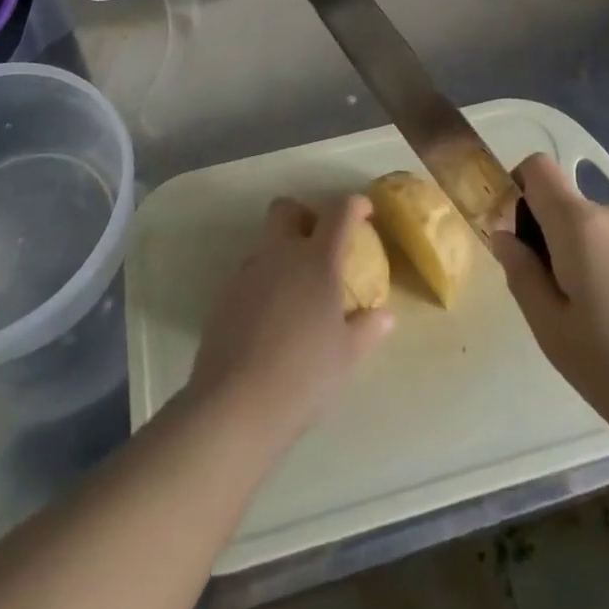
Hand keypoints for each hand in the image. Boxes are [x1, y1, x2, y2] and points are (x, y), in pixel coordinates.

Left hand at [187, 196, 393, 451]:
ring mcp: (248, 272)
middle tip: (320, 244)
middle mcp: (280, 254)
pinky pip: (249, 273)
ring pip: (265, 241)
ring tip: (296, 290)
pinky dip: (264, 282)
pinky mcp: (224, 295)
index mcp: (317, 260)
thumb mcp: (347, 356)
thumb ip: (367, 328)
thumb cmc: (304, 375)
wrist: (236, 403)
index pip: (338, 212)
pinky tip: (271, 317)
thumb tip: (385, 315)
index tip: (364, 212)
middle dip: (304, 215)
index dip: (353, 205)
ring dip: (282, 251)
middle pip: (287, 209)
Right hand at [492, 156, 608, 460]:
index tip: (515, 238)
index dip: (516, 188)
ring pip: (598, 237)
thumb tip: (504, 237)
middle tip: (557, 309)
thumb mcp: (557, 336)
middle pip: (566, 209)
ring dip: (585, 268)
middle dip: (550, 245)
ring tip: (599, 334)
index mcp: (581, 224)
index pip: (537, 168)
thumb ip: (524, 278)